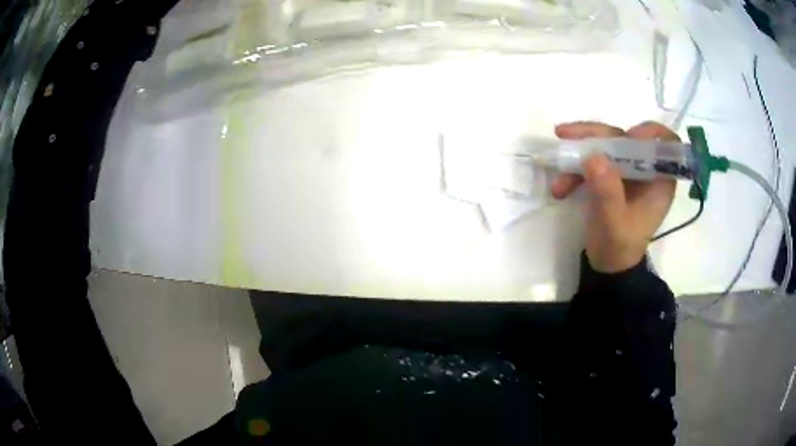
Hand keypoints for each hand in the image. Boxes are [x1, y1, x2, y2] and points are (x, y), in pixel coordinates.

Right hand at [550, 121, 678, 272]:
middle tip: (565, 134)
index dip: (651, 133)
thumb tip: (593, 157)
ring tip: (556, 166)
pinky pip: (592, 161)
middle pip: (626, 138)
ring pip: (605, 146)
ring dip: (578, 153)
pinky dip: (574, 170)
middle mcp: (645, 170)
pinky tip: (559, 188)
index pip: (667, 144)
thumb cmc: (619, 248)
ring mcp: (626, 171)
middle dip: (596, 136)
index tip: (630, 135)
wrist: (607, 265)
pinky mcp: (610, 175)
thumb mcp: (614, 224)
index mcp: (659, 180)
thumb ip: (607, 193)